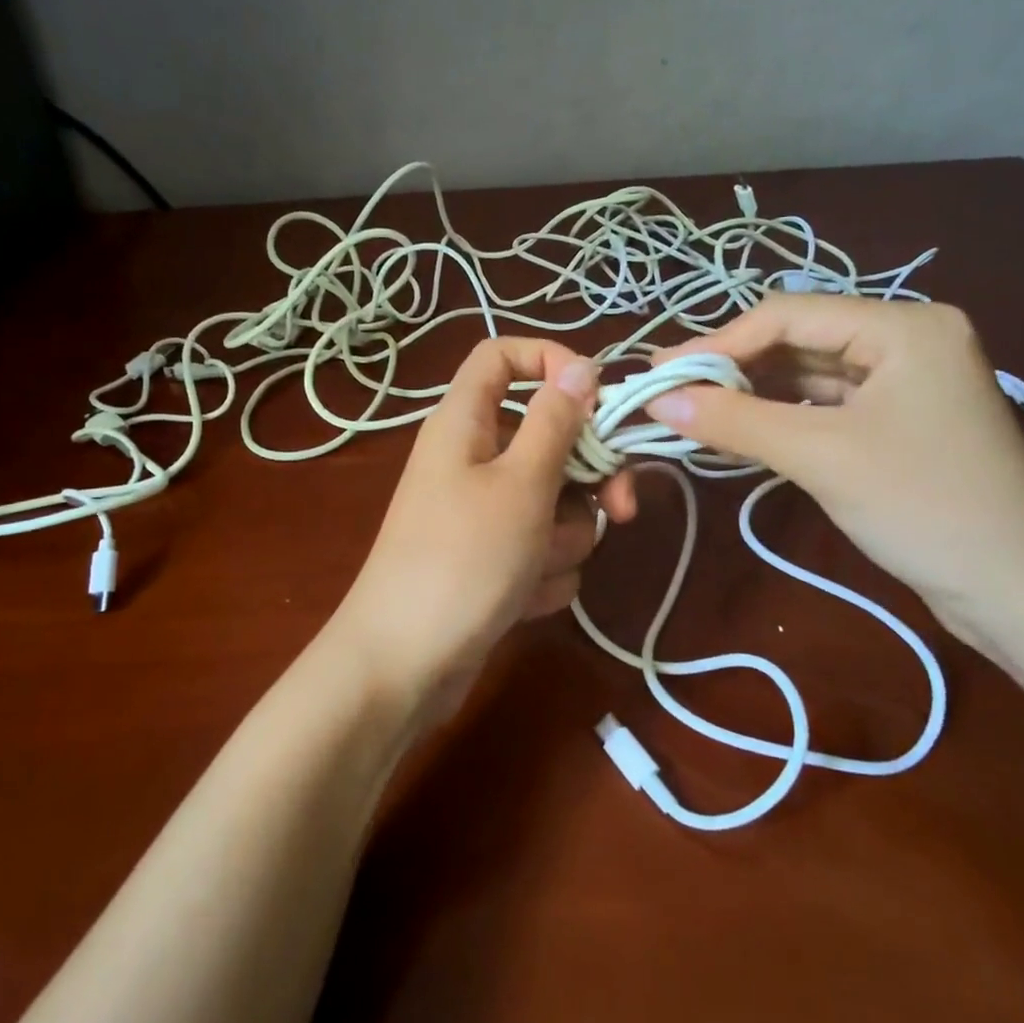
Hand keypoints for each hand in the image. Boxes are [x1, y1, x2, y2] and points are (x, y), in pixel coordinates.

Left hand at [330, 338, 635, 727]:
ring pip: (553, 500)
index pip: (502, 356)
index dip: (550, 361)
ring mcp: (482, 513)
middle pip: (548, 437)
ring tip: (535, 568)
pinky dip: (542, 573)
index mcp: (466, 422)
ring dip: (562, 537)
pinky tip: (522, 600)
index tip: (598, 398)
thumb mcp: (521, 484)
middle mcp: (473, 458)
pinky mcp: (492, 559)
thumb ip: (557, 423)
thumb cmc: (462, 561)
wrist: (405, 666)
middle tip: (618, 508)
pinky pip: (539, 547)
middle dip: (586, 478)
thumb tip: (582, 367)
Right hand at [643, 296, 1023, 640]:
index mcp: (903, 326)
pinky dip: (779, 418)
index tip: (660, 372)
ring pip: (807, 375)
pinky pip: (824, 406)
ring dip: (751, 395)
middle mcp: (907, 339)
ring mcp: (906, 382)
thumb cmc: (924, 507)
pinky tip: (738, 432)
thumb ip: (735, 421)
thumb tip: (658, 399)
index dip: (718, 342)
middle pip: (797, 341)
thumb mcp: (821, 456)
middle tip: (670, 393)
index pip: (788, 315)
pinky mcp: (899, 421)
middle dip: (732, 369)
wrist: (1018, 591)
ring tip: (692, 413)